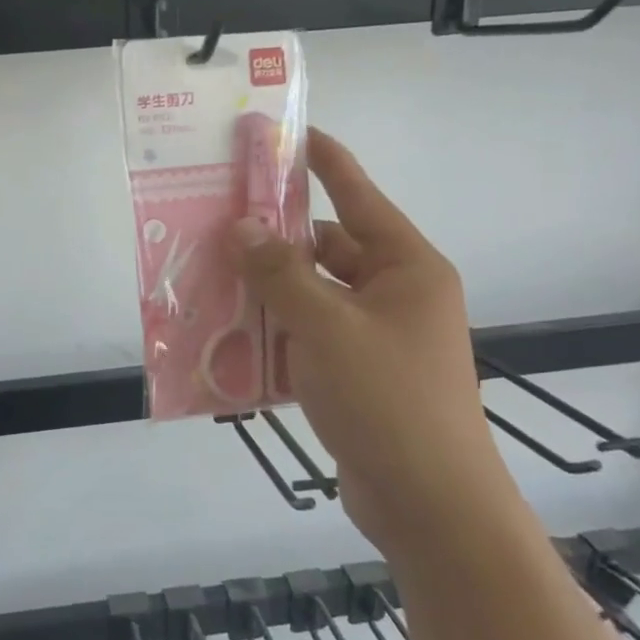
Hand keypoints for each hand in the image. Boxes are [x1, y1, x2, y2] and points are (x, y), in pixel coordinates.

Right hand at [230, 128, 512, 551]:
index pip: (357, 196)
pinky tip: (230, 336)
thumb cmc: (387, 400)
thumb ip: (279, 274)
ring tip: (209, 279)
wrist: (429, 505)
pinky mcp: (357, 375)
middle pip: (325, 249)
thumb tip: (240, 228)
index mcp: (406, 268)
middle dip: (273, 240)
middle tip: (217, 226)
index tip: (286, 133)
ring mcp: (376, 337)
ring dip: (267, 291)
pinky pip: (308, 337)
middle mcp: (395, 294)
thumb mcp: (327, 327)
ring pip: (311, 296)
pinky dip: (275, 333)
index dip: (323, 161)